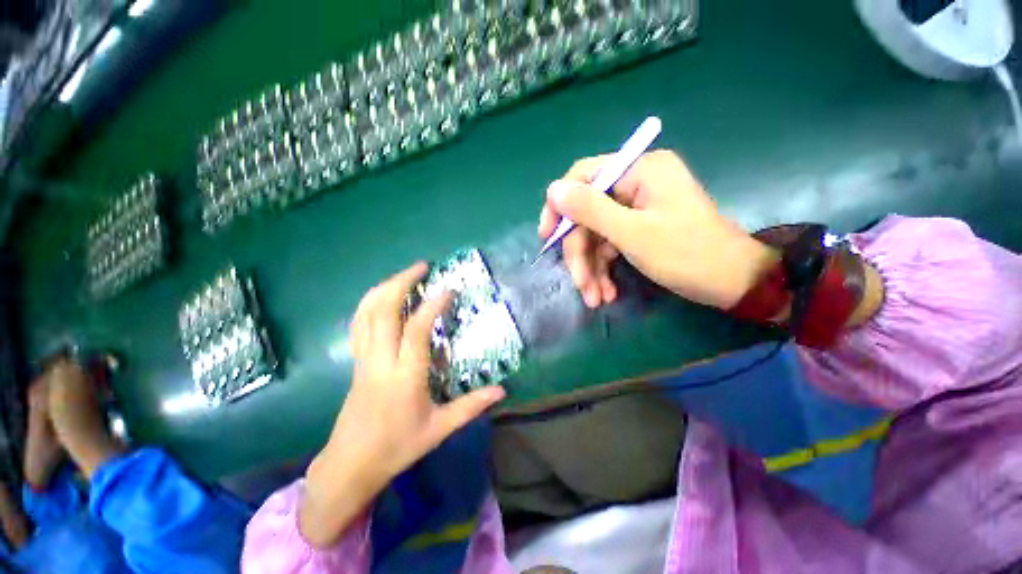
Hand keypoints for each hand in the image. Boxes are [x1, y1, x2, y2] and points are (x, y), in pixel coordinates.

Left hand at [300, 263, 505, 548]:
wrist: (350, 464)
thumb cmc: (397, 447)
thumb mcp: (439, 429)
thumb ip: (471, 406)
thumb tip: (502, 390)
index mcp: (405, 377)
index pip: (416, 331)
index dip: (432, 306)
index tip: (447, 289)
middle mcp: (381, 361)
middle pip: (383, 311)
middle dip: (401, 283)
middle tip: (421, 267)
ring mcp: (364, 359)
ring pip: (366, 313)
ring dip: (384, 287)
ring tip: (404, 275)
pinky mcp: (356, 361)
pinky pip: (358, 323)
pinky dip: (370, 302)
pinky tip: (383, 295)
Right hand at [539, 150, 776, 308]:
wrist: (733, 283)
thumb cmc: (687, 255)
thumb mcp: (633, 233)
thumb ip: (591, 210)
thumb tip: (553, 190)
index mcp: (639, 171)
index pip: (583, 176)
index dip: (560, 205)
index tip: (547, 236)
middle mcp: (636, 183)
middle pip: (588, 214)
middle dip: (581, 253)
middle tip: (580, 285)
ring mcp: (637, 207)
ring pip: (596, 234)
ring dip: (591, 267)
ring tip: (595, 297)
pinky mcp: (639, 227)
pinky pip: (610, 244)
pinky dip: (604, 268)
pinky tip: (606, 292)